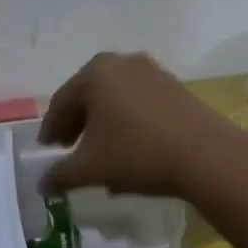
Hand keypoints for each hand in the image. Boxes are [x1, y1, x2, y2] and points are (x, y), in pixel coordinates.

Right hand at [39, 51, 244, 197]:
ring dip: (103, 125)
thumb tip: (42, 185)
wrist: (206, 154)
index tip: (47, 151)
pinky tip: (129, 150)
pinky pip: (139, 103)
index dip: (51, 129)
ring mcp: (152, 72)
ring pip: (115, 100)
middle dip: (77, 125)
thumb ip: (60, 175)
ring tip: (100, 155)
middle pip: (89, 96)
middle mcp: (122, 63)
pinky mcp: (175, 86)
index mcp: (95, 73)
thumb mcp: (91, 168)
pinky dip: (127, 122)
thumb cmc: (137, 153)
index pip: (62, 102)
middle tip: (69, 151)